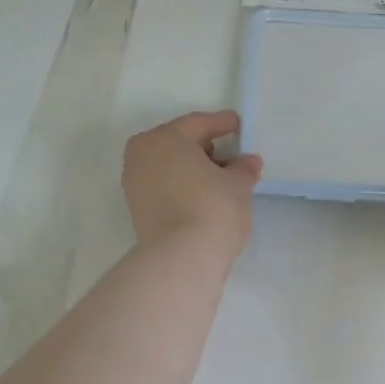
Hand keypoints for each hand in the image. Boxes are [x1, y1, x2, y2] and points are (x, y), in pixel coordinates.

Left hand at [123, 110, 261, 259]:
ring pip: (171, 167)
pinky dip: (185, 186)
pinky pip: (166, 187)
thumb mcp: (237, 184)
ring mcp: (136, 185)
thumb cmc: (212, 208)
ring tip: (225, 179)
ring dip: (196, 170)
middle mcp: (142, 157)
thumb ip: (243, 168)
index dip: (221, 124)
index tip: (238, 124)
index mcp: (163, 139)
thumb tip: (248, 162)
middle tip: (233, 154)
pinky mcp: (139, 211)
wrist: (182, 259)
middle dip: (207, 148)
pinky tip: (208, 196)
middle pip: (179, 145)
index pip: (197, 124)